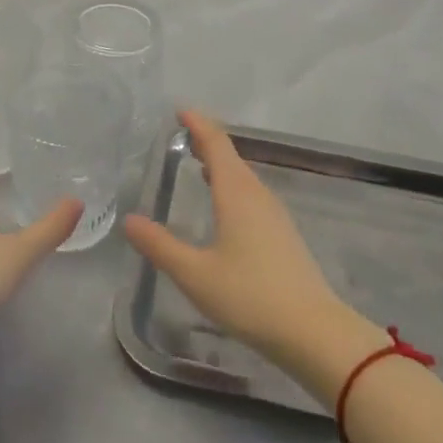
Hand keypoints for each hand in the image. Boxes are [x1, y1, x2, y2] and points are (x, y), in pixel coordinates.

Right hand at [124, 111, 375, 387]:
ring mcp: (274, 215)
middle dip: (207, 142)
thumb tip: (130, 220)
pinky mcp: (283, 235)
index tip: (180, 110)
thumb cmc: (249, 296)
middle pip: (231, 157)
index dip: (199, 124)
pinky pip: (252, 196)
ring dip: (221, 166)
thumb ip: (160, 246)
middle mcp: (257, 196)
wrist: (313, 332)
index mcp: (236, 194)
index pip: (216, 145)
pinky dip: (232, 187)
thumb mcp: (195, 274)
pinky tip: (224, 206)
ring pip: (244, 178)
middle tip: (183, 134)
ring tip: (198, 164)